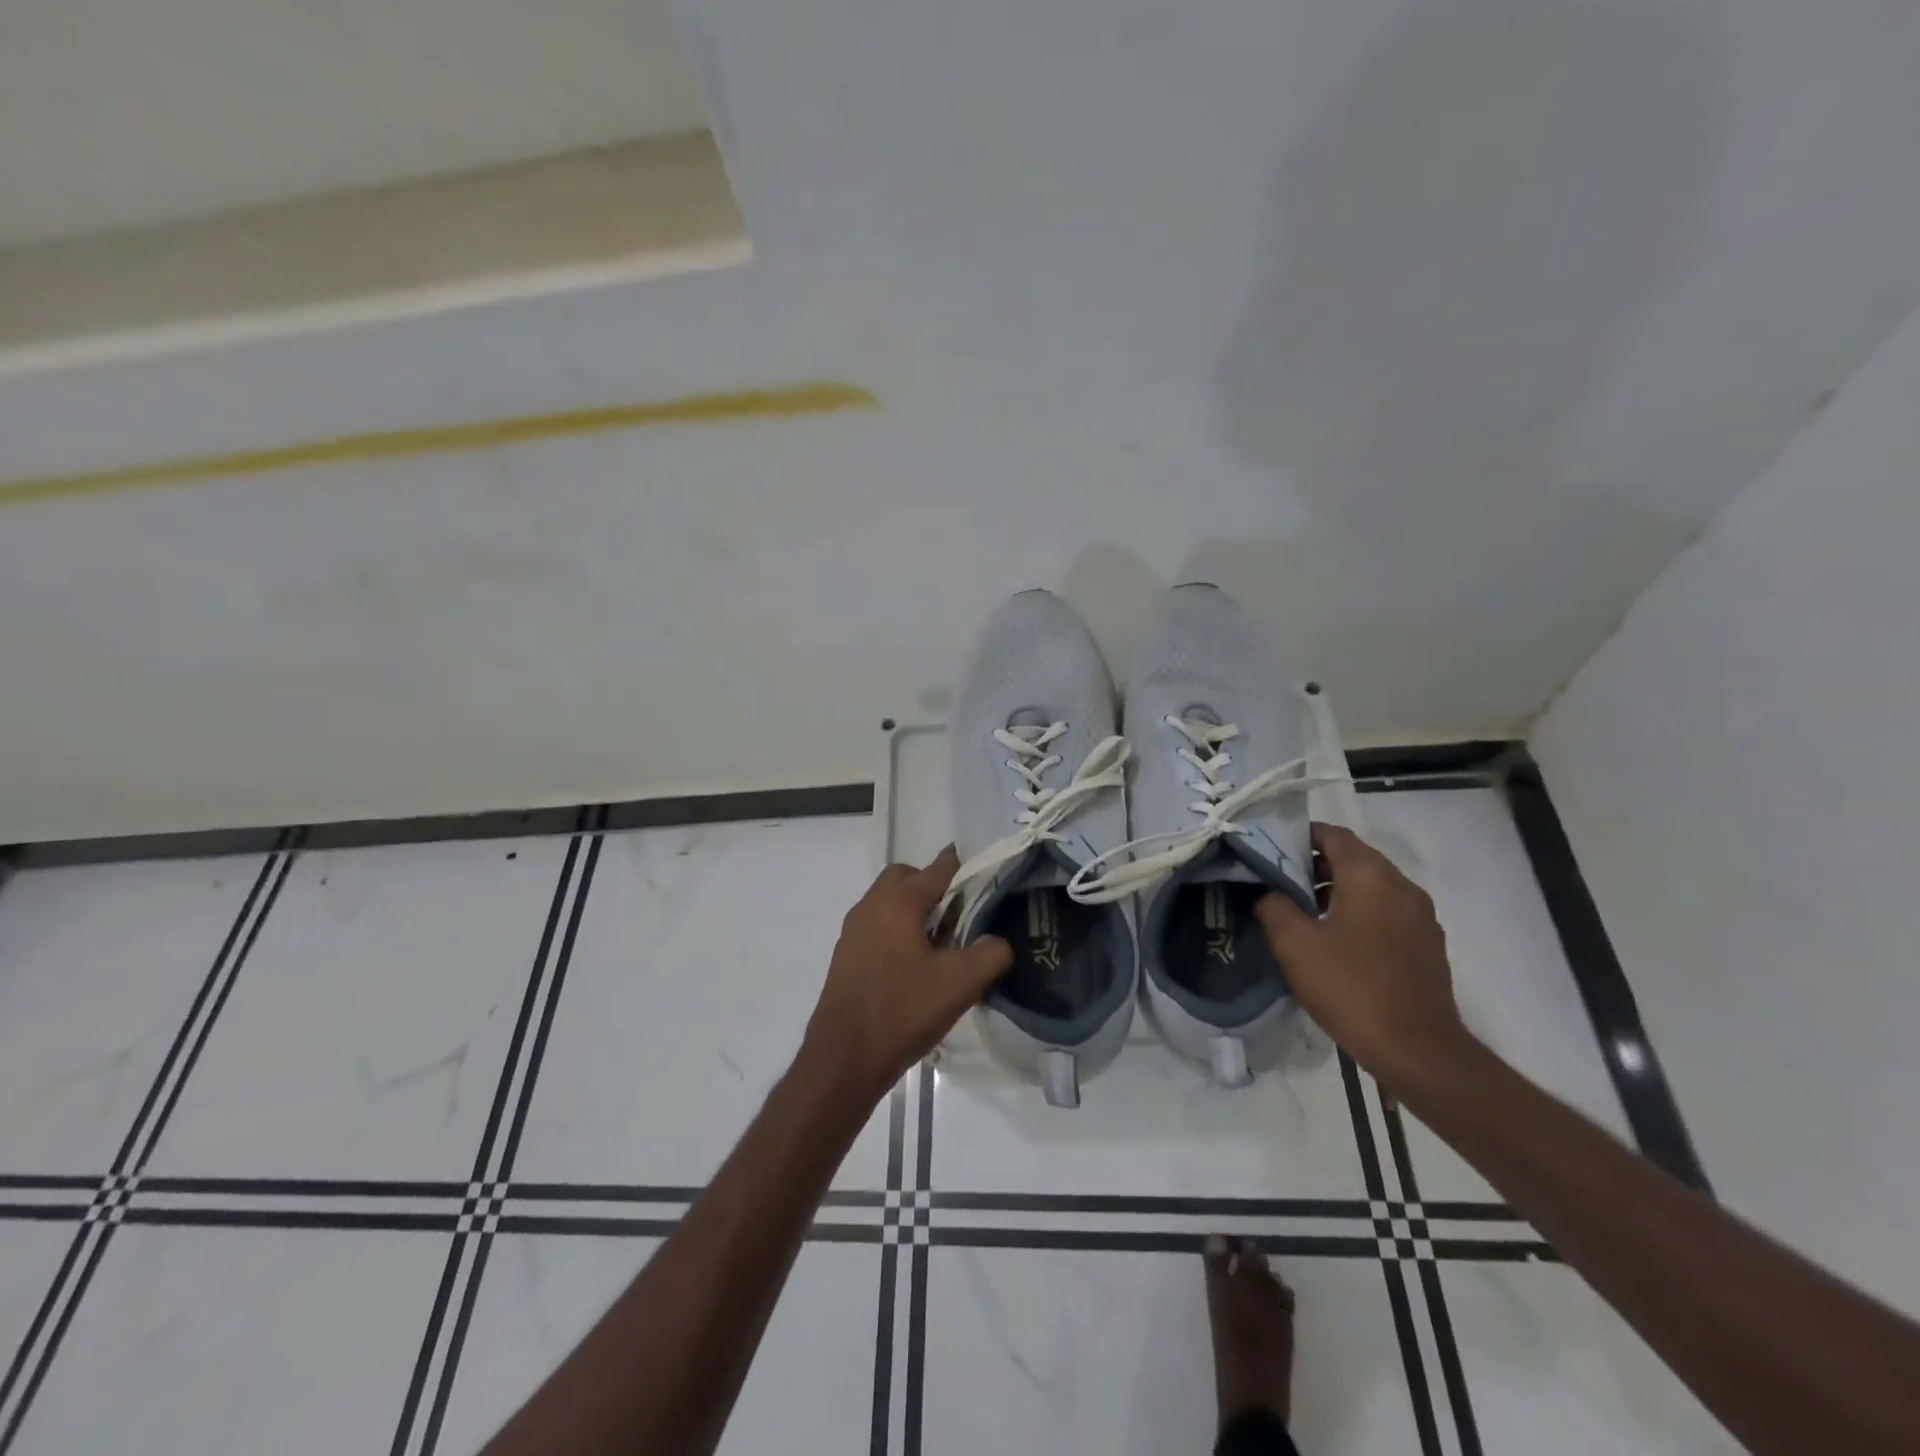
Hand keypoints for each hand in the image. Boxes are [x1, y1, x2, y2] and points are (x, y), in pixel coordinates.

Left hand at [802, 848, 1012, 1104]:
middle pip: (908, 878)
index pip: (939, 868)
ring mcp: (854, 930)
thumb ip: (991, 953)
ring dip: (916, 912)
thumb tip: (998, 941)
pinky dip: (899, 931)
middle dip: (935, 889)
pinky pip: (879, 926)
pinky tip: (916, 967)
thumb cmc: (903, 1011)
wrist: (843, 1059)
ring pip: (890, 902)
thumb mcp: (961, 983)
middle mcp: (871, 905)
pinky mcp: (847, 955)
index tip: (988, 881)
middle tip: (960, 918)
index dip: (966, 870)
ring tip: (942, 946)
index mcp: (898, 901)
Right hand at [1256, 823, 1473, 1089]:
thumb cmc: (1351, 988)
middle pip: (1353, 858)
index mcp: (1371, 876)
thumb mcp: (1294, 944)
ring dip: (1335, 891)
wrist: (1418, 1051)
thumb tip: (1268, 891)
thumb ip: (1273, 905)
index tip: (1267, 851)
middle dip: (1313, 866)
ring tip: (1300, 914)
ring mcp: (1420, 916)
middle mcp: (1402, 886)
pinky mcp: (1426, 944)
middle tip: (1276, 883)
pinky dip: (1358, 913)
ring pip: (1370, 886)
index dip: (1298, 836)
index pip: (1332, 834)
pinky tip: (1334, 941)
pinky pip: (1385, 912)